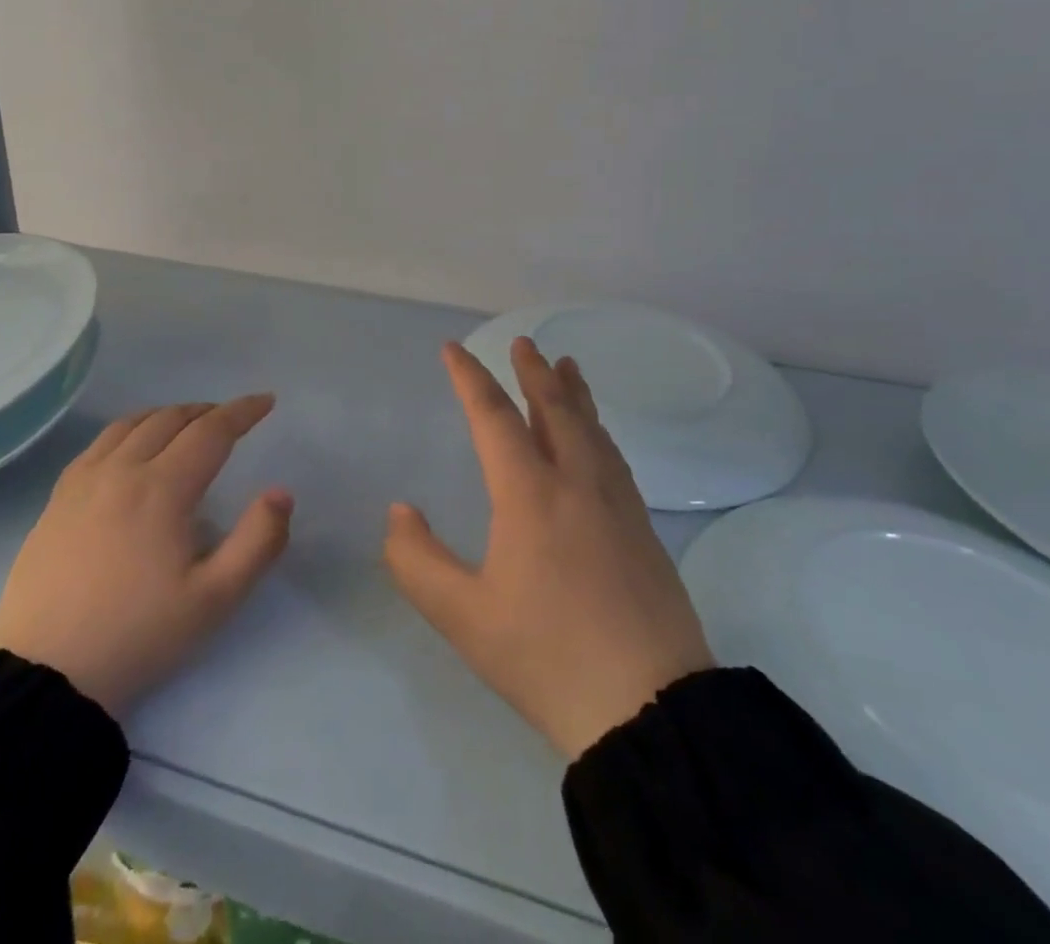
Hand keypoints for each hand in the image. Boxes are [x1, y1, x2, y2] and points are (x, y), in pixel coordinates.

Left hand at [0, 396, 292, 718]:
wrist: (45, 674)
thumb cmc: (138, 635)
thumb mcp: (215, 599)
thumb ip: (258, 542)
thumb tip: (281, 493)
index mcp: (163, 489)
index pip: (211, 431)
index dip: (242, 411)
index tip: (266, 401)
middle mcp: (122, 470)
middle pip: (171, 419)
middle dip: (208, 411)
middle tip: (232, 419)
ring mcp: (84, 482)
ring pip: (132, 424)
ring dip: (168, 415)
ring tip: (187, 424)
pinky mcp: (57, 499)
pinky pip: (99, 443)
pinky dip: (129, 429)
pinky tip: (131, 446)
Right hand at [384, 340, 713, 758]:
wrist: (649, 708)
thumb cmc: (547, 656)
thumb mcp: (464, 617)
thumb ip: (419, 561)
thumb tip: (400, 512)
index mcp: (530, 494)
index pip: (494, 417)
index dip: (470, 378)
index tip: (453, 349)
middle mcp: (576, 483)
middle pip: (554, 409)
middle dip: (533, 372)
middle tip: (523, 343)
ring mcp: (617, 504)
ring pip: (591, 428)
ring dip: (573, 393)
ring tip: (567, 366)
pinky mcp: (643, 529)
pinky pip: (614, 456)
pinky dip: (598, 429)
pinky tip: (598, 438)